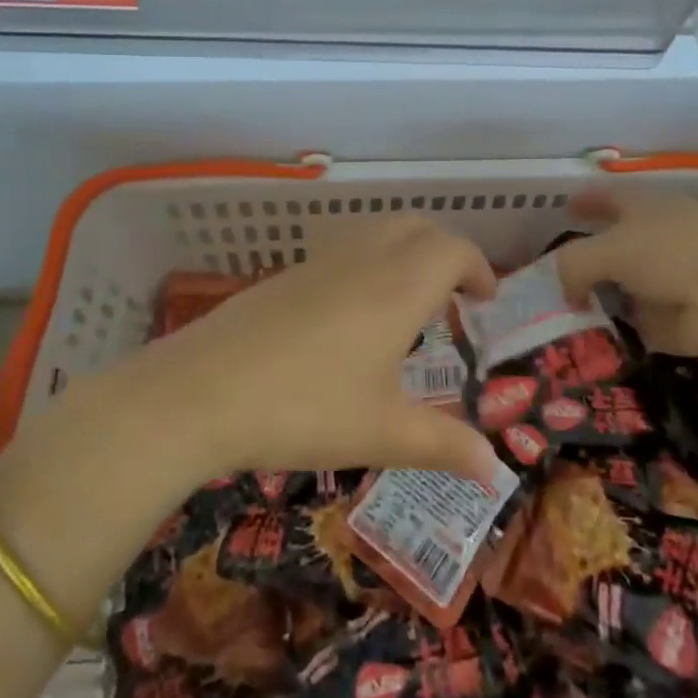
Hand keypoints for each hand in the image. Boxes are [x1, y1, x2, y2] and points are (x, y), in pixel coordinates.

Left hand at [138, 216, 500, 482]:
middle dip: (445, 250)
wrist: (202, 391)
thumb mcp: (383, 433)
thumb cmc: (306, 409)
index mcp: (399, 287)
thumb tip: (495, 470)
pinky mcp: (286, 274)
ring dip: (405, 249)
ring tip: (407, 299)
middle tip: (454, 294)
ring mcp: (320, 261)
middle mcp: (365, 260)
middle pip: (418, 227)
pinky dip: (368, 260)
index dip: (478, 266)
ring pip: (377, 230)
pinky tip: (351, 313)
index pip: (453, 249)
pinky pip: (344, 247)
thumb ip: (445, 445)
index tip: (485, 299)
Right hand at [552, 189, 697, 362]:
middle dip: (585, 257)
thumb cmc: (674, 254)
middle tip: (549, 274)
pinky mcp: (675, 318)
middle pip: (611, 244)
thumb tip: (566, 290)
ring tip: (558, 312)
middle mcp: (656, 237)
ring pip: (621, 285)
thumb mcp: (608, 248)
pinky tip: (586, 339)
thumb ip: (573, 263)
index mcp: (644, 205)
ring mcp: (667, 279)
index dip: (585, 201)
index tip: (564, 207)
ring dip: (598, 297)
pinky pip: (634, 321)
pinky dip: (615, 329)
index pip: (607, 196)